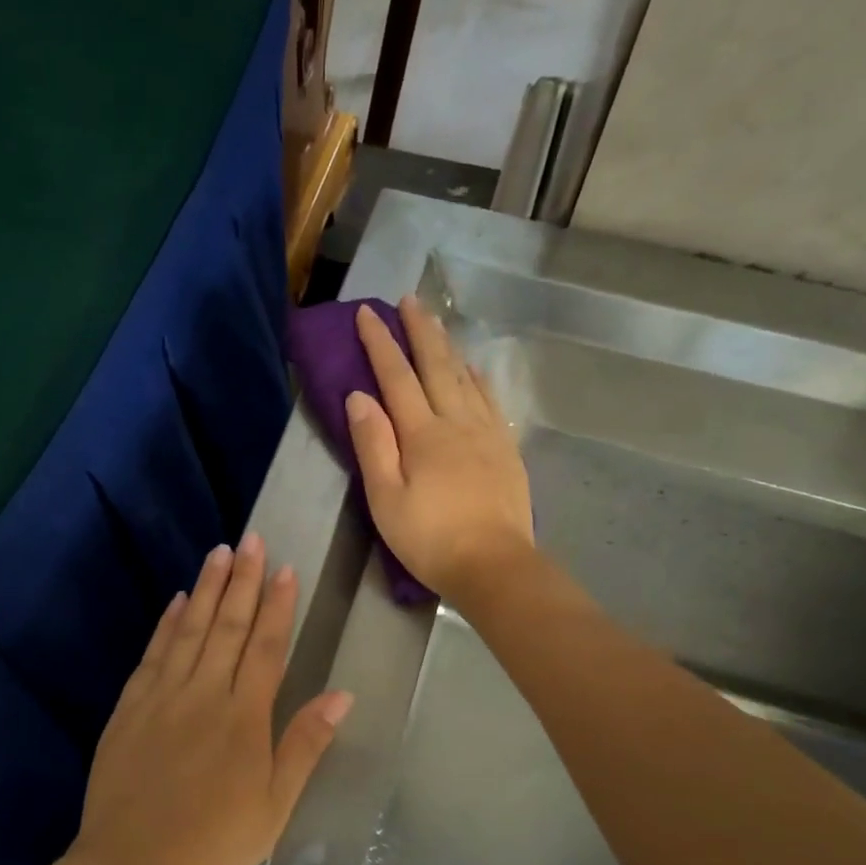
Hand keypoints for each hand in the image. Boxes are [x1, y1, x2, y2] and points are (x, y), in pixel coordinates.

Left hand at [70, 534, 352, 864]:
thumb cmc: (214, 846)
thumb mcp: (274, 806)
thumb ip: (304, 744)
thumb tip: (341, 695)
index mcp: (244, 718)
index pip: (267, 647)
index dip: (278, 606)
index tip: (286, 569)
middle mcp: (204, 695)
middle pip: (228, 626)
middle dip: (244, 581)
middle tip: (252, 540)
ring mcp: (162, 698)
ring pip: (190, 630)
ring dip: (208, 589)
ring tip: (220, 552)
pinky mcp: (130, 709)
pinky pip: (153, 654)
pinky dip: (167, 623)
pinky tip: (177, 600)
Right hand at [345, 296, 534, 606]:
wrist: (493, 565)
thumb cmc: (430, 539)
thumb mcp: (386, 498)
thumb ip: (373, 445)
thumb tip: (359, 396)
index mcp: (422, 434)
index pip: (396, 377)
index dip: (380, 343)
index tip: (366, 313)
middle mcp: (457, 422)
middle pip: (436, 366)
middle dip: (419, 330)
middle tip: (408, 299)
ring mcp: (487, 433)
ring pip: (466, 377)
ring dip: (448, 346)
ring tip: (437, 322)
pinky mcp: (506, 449)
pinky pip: (491, 400)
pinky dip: (479, 377)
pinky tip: (474, 368)